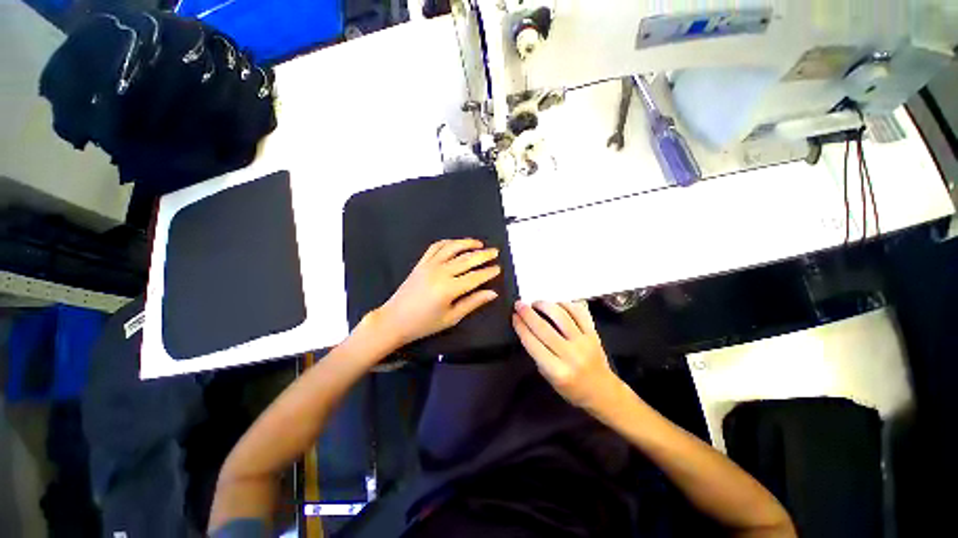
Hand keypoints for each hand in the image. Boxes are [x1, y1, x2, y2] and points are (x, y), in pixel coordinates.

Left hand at [373, 239, 500, 346]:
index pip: (475, 277)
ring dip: (467, 243)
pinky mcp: (421, 263)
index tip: (498, 268)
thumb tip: (492, 293)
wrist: (394, 320)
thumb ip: (473, 303)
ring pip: (452, 248)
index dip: (488, 272)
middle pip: (467, 259)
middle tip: (495, 252)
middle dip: (483, 255)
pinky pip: (435, 247)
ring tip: (479, 244)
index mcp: (449, 289)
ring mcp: (429, 265)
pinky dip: (448, 242)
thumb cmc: (424, 324)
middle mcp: (440, 272)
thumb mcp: (451, 318)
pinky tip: (456, 243)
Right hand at [512, 301, 620, 411]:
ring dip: (545, 305)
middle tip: (519, 304)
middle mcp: (571, 355)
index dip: (521, 327)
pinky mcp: (594, 334)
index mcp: (557, 371)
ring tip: (536, 303)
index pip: (533, 343)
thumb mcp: (548, 377)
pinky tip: (556, 304)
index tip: (514, 316)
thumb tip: (526, 327)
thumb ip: (538, 354)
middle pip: (544, 328)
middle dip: (528, 313)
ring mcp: (584, 342)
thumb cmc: (571, 388)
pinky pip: (579, 313)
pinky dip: (565, 304)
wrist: (602, 392)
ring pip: (561, 316)